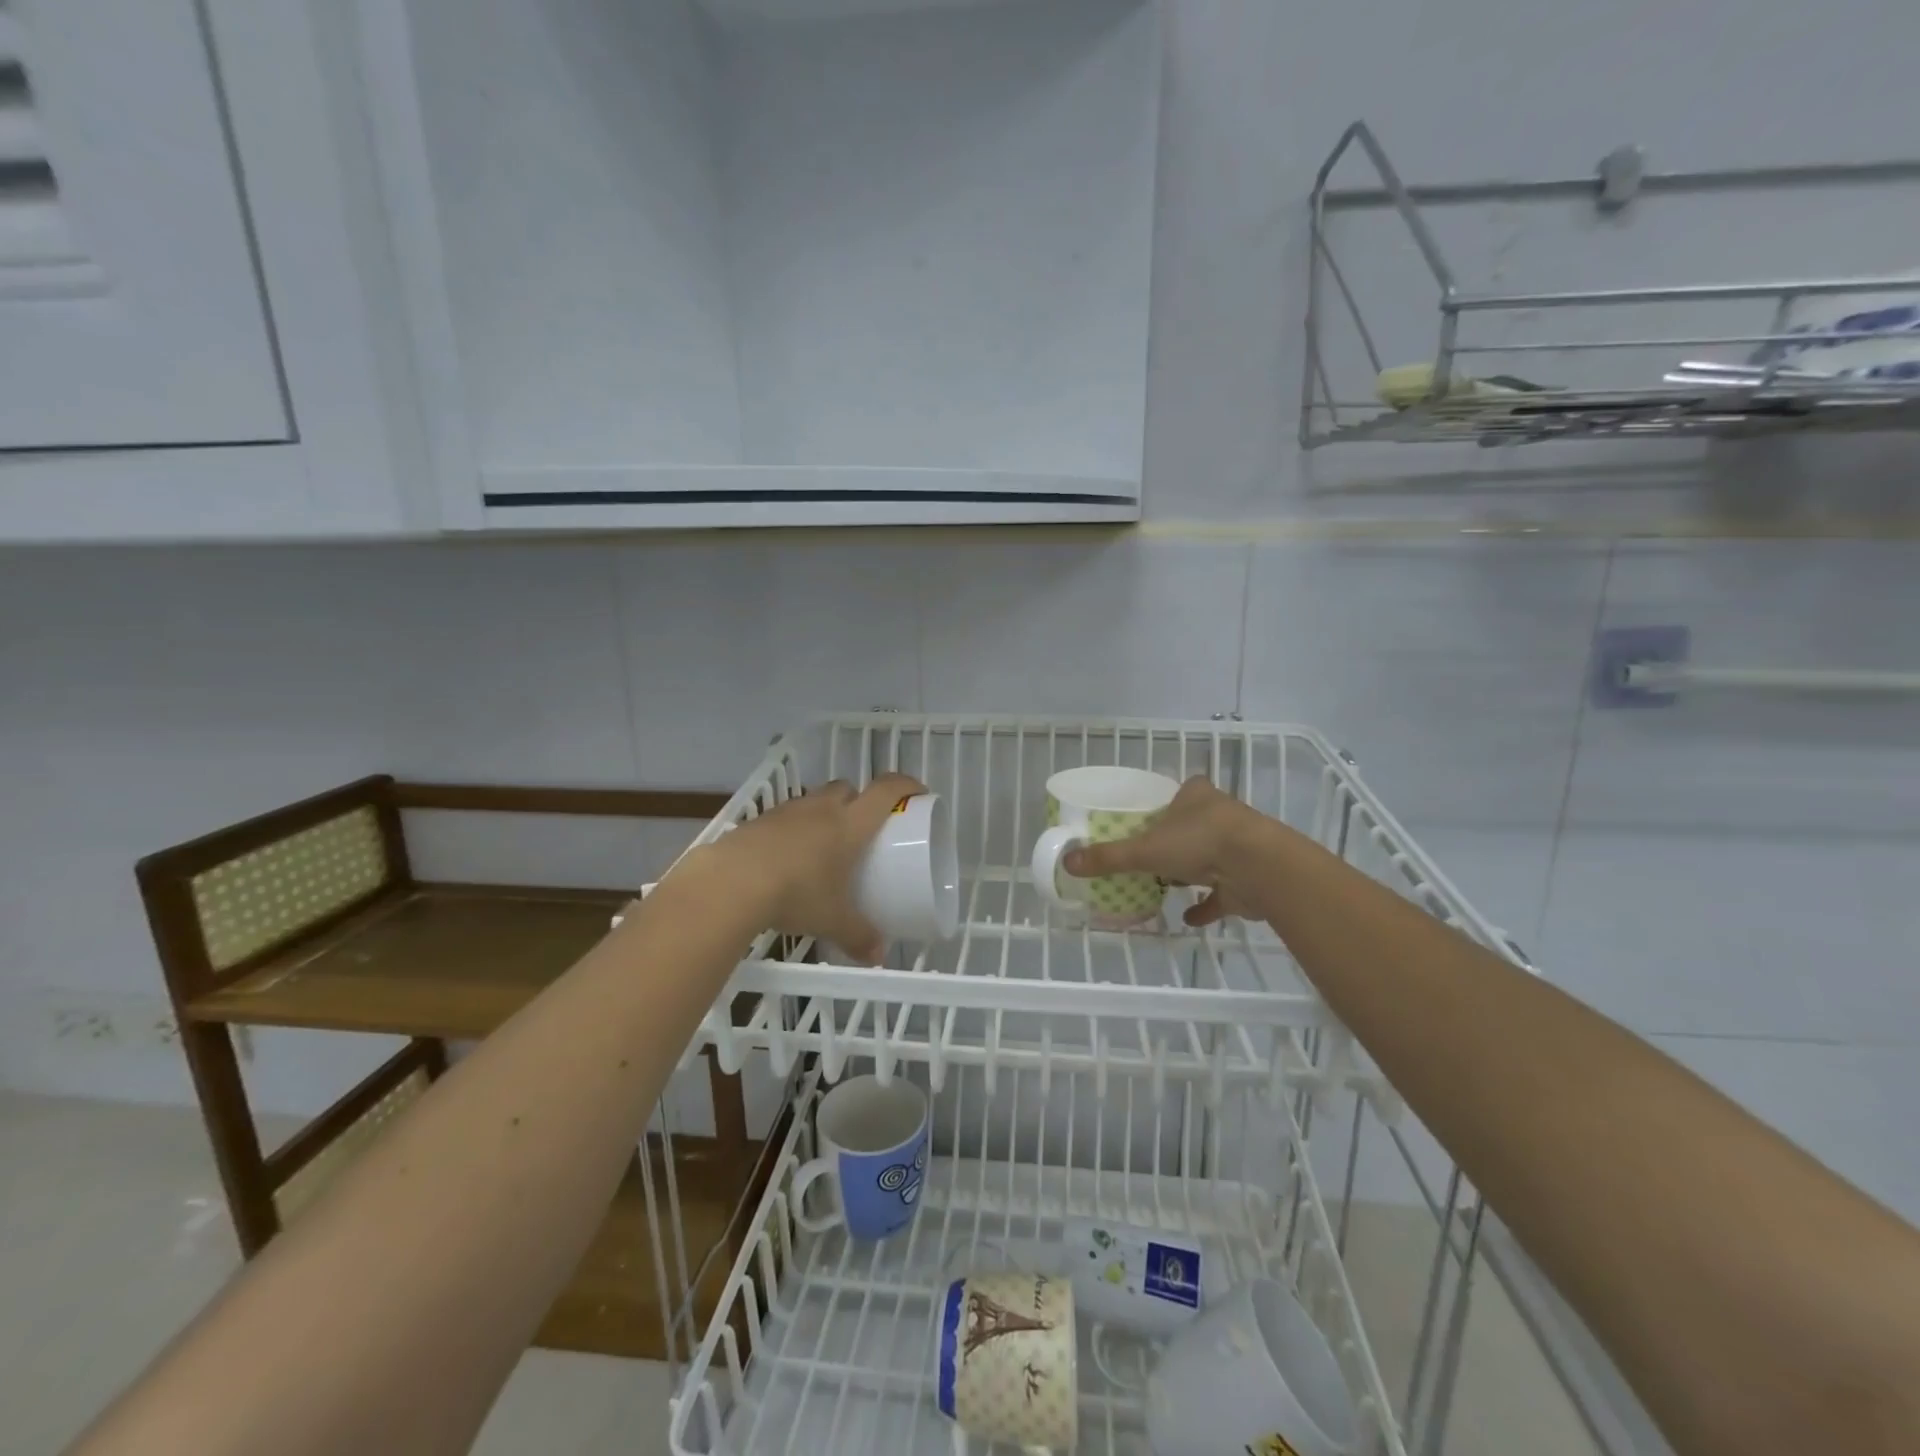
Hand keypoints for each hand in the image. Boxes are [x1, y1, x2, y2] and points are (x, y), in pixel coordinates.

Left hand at [707, 773, 926, 963]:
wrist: (730, 883)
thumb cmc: (796, 893)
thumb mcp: (832, 920)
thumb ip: (858, 936)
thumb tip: (877, 957)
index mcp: (850, 823)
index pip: (886, 790)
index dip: (906, 785)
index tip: (918, 794)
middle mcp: (822, 808)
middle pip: (849, 788)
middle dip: (860, 800)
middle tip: (863, 828)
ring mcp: (788, 810)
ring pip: (816, 799)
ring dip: (825, 813)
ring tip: (824, 845)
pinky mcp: (759, 820)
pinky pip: (787, 816)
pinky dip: (794, 828)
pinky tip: (788, 857)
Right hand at [1062, 776, 1273, 926]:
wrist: (1259, 868)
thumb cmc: (1199, 841)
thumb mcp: (1145, 848)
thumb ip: (1109, 856)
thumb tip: (1068, 861)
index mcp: (1196, 796)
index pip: (1180, 792)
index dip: (1166, 803)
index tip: (1149, 818)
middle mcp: (1220, 815)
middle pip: (1193, 824)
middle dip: (1175, 839)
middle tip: (1149, 854)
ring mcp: (1238, 847)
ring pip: (1209, 857)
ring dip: (1190, 871)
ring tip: (1165, 883)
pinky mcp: (1247, 879)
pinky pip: (1221, 894)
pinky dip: (1205, 905)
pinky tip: (1188, 917)